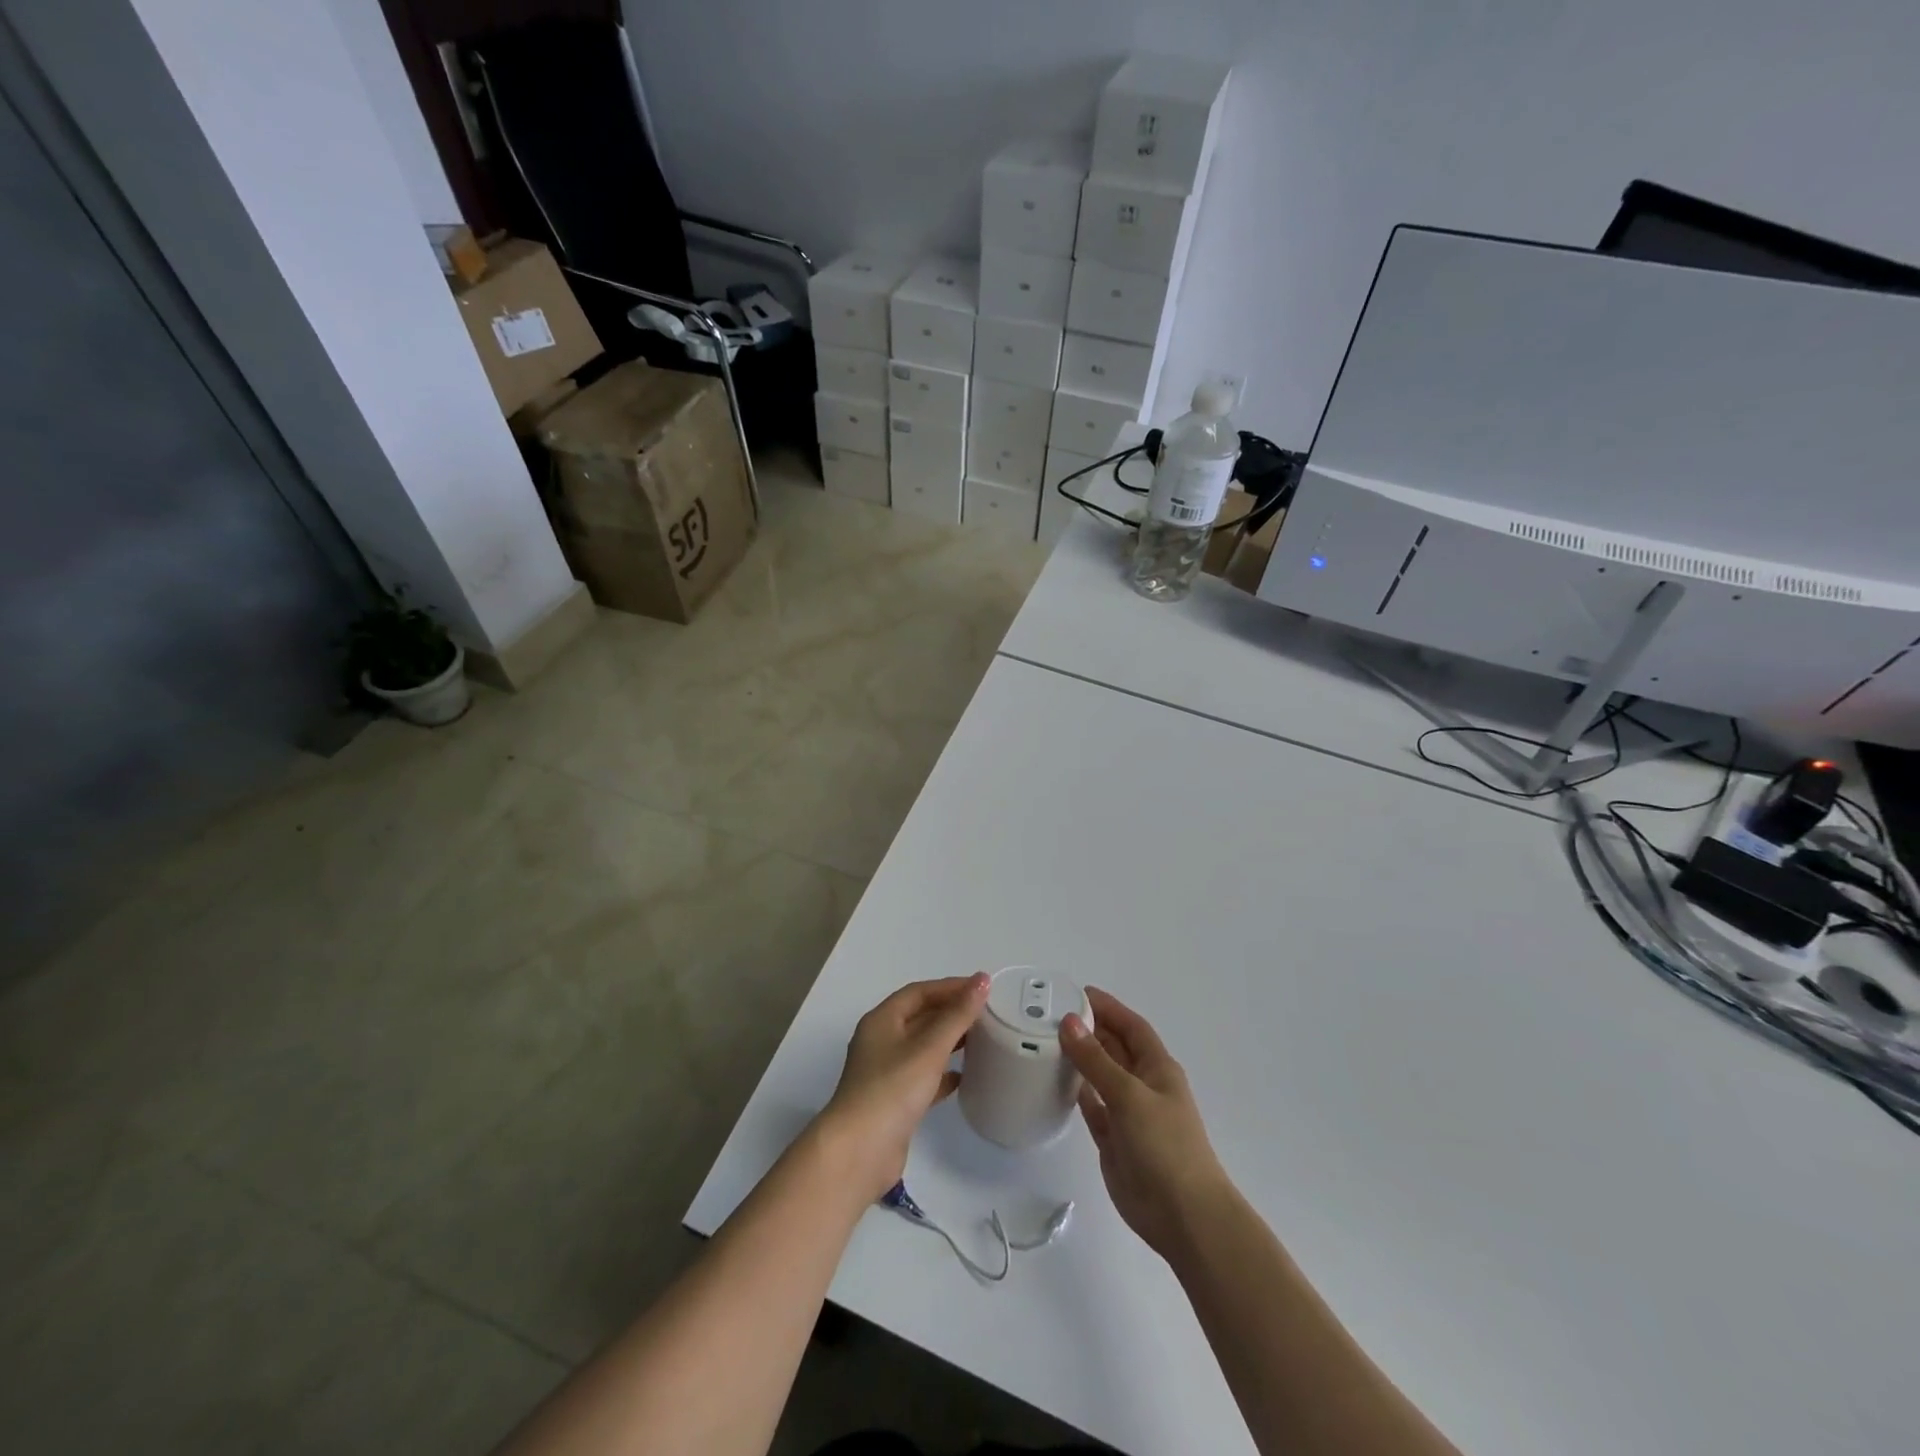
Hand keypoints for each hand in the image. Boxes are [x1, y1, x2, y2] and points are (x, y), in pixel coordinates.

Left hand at [819, 974, 989, 1201]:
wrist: (859, 1153)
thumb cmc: (892, 1090)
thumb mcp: (929, 1047)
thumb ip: (957, 1015)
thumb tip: (982, 980)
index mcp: (881, 1021)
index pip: (919, 992)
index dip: (949, 987)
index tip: (981, 988)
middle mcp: (881, 1041)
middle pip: (920, 1017)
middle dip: (951, 1012)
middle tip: (987, 1012)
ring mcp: (886, 1073)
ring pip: (922, 1047)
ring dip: (949, 1041)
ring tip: (981, 1039)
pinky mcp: (894, 1102)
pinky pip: (922, 1077)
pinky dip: (942, 1073)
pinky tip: (964, 1077)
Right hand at [1063, 987, 1232, 1261]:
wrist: (1183, 1217)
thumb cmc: (1165, 1146)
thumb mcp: (1129, 1095)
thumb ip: (1096, 1060)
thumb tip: (1069, 1021)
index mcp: (1158, 1068)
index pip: (1131, 1026)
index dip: (1108, 1007)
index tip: (1077, 992)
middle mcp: (1143, 1085)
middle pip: (1114, 1048)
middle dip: (1090, 1029)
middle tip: (1051, 1014)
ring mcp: (1128, 1113)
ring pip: (1100, 1076)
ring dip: (1080, 1059)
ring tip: (1046, 1040)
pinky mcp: (1113, 1139)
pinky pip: (1092, 1106)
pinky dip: (1077, 1092)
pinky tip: (1055, 1080)